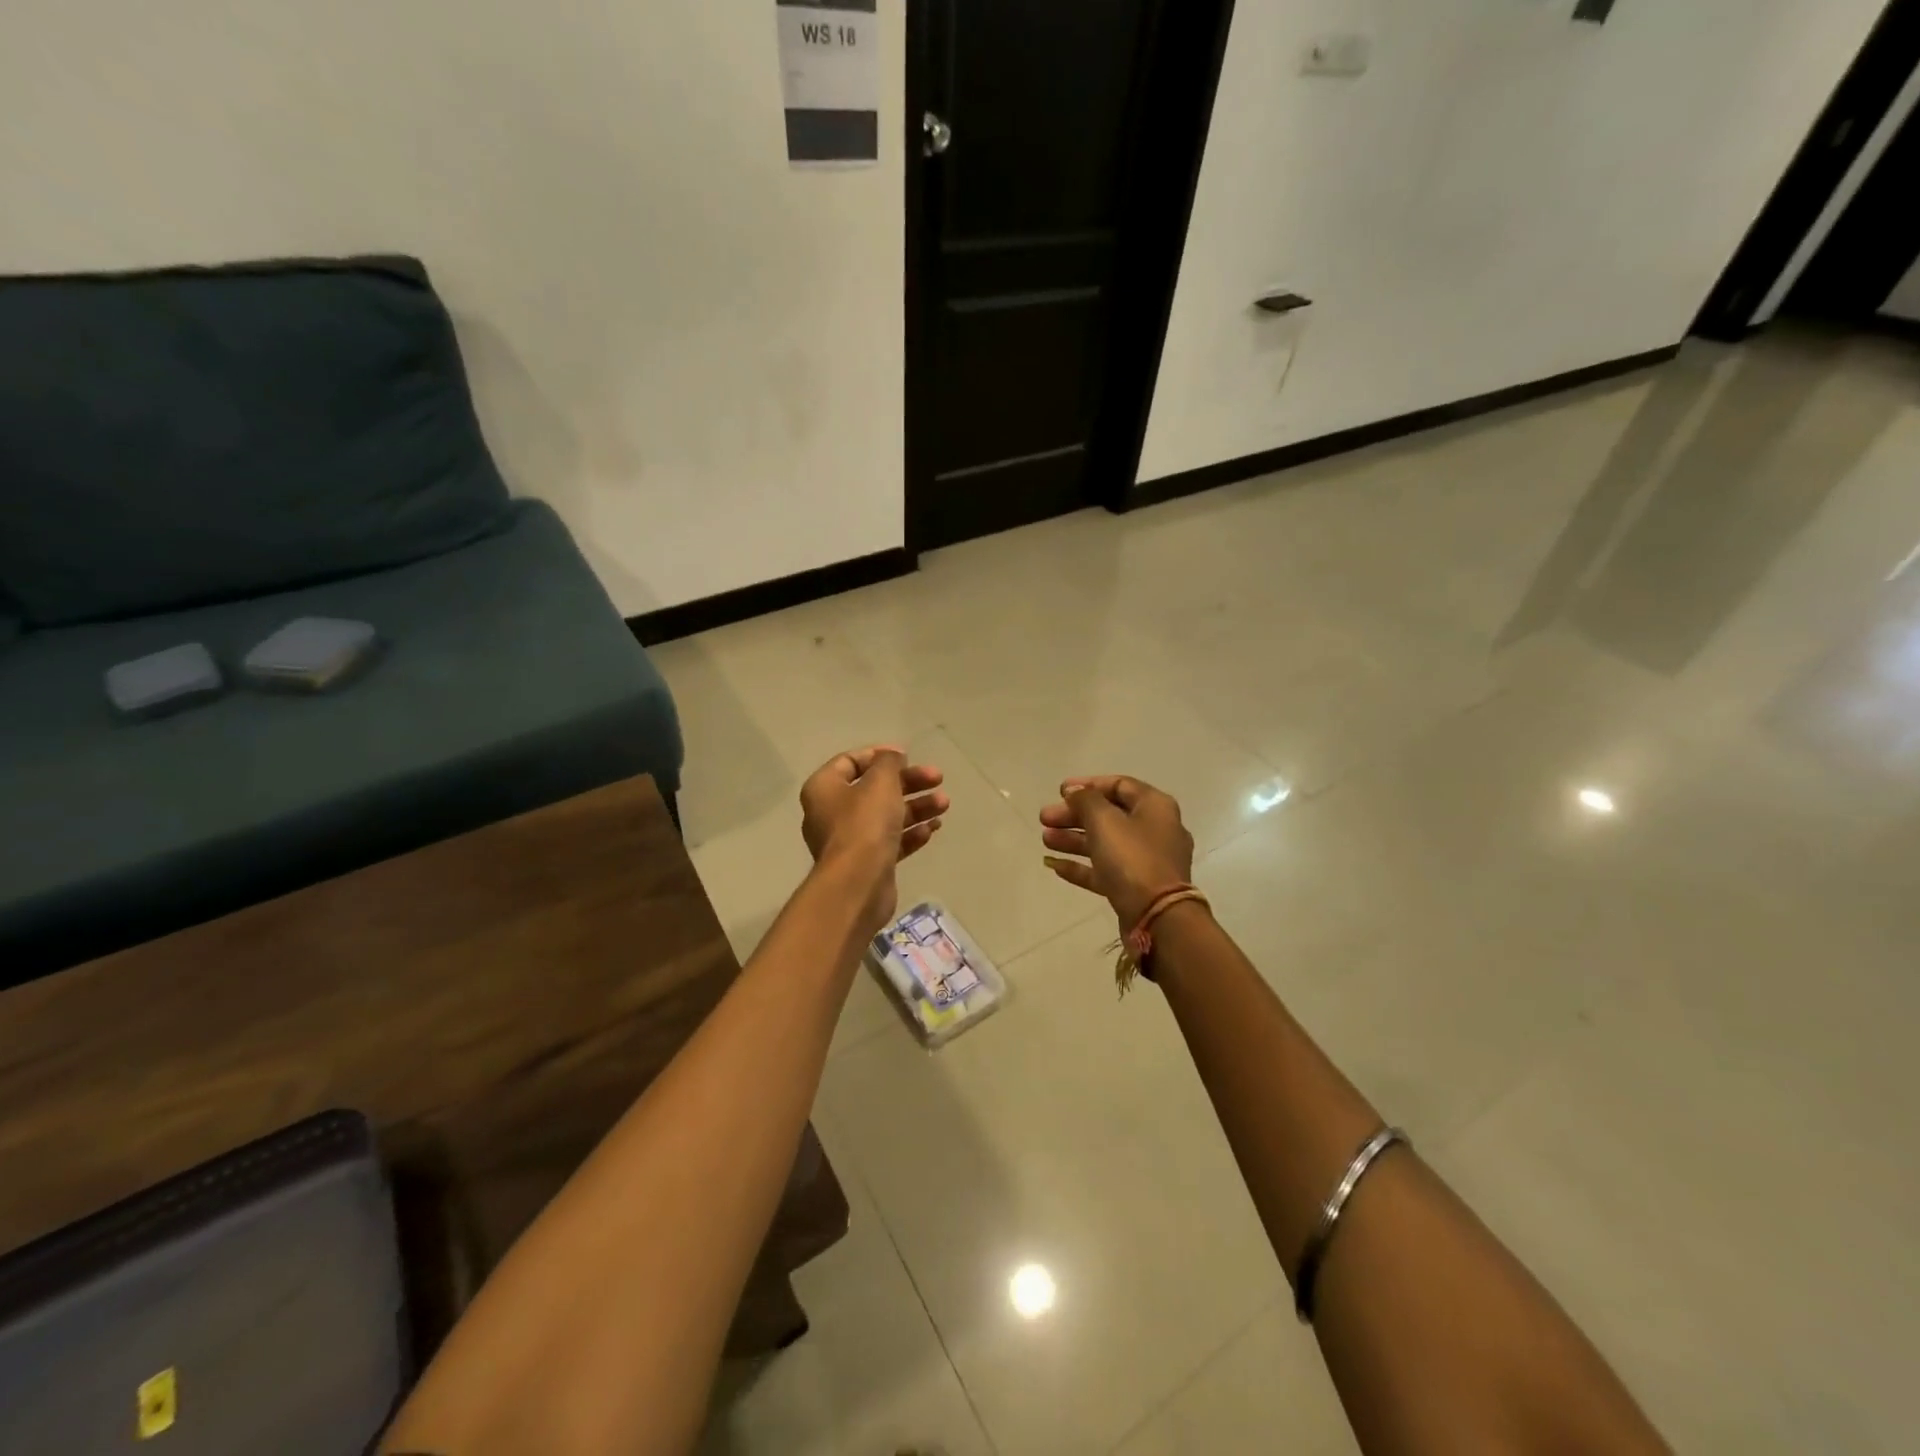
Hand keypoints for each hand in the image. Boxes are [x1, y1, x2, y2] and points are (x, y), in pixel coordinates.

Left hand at [800, 746, 948, 929]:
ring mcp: (849, 841)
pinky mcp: (867, 863)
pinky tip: (932, 830)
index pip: (850, 762)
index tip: (908, 756)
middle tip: (938, 779)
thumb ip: (889, 762)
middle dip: (908, 783)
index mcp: (824, 788)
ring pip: (886, 816)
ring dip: (916, 807)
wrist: (858, 884)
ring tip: (944, 805)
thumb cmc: (864, 823)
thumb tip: (892, 756)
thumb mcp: (880, 782)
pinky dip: (910, 833)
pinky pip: (891, 841)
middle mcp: (832, 813)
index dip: (880, 755)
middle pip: (874, 789)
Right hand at [1040, 775, 1194, 930]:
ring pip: (1105, 843)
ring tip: (1045, 840)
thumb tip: (1075, 792)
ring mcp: (1147, 861)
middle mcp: (1155, 829)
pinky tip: (1054, 865)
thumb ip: (1085, 800)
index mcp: (1155, 806)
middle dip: (1074, 816)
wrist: (1158, 918)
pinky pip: (1106, 870)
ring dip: (1073, 840)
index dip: (1088, 785)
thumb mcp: (1104, 821)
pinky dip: (1082, 866)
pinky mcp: (1136, 887)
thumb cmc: (1132, 859)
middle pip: (1109, 815)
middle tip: (1044, 819)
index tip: (1060, 791)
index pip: (1119, 785)